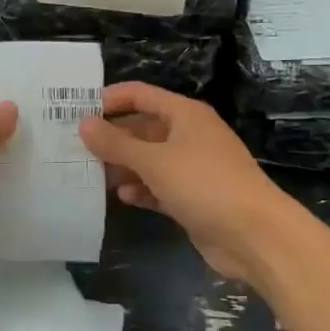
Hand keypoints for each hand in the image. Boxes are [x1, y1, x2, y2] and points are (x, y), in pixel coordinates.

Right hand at [79, 83, 294, 283]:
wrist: (254, 235)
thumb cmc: (204, 185)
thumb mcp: (154, 161)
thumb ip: (116, 143)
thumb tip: (84, 123)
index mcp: (184, 115)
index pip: (140, 95)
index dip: (110, 99)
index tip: (76, 111)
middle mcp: (189, 135)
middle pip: (143, 128)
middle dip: (112, 138)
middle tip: (75, 149)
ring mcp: (193, 168)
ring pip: (150, 160)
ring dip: (124, 166)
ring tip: (90, 175)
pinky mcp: (194, 198)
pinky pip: (160, 186)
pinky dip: (142, 189)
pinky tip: (123, 197)